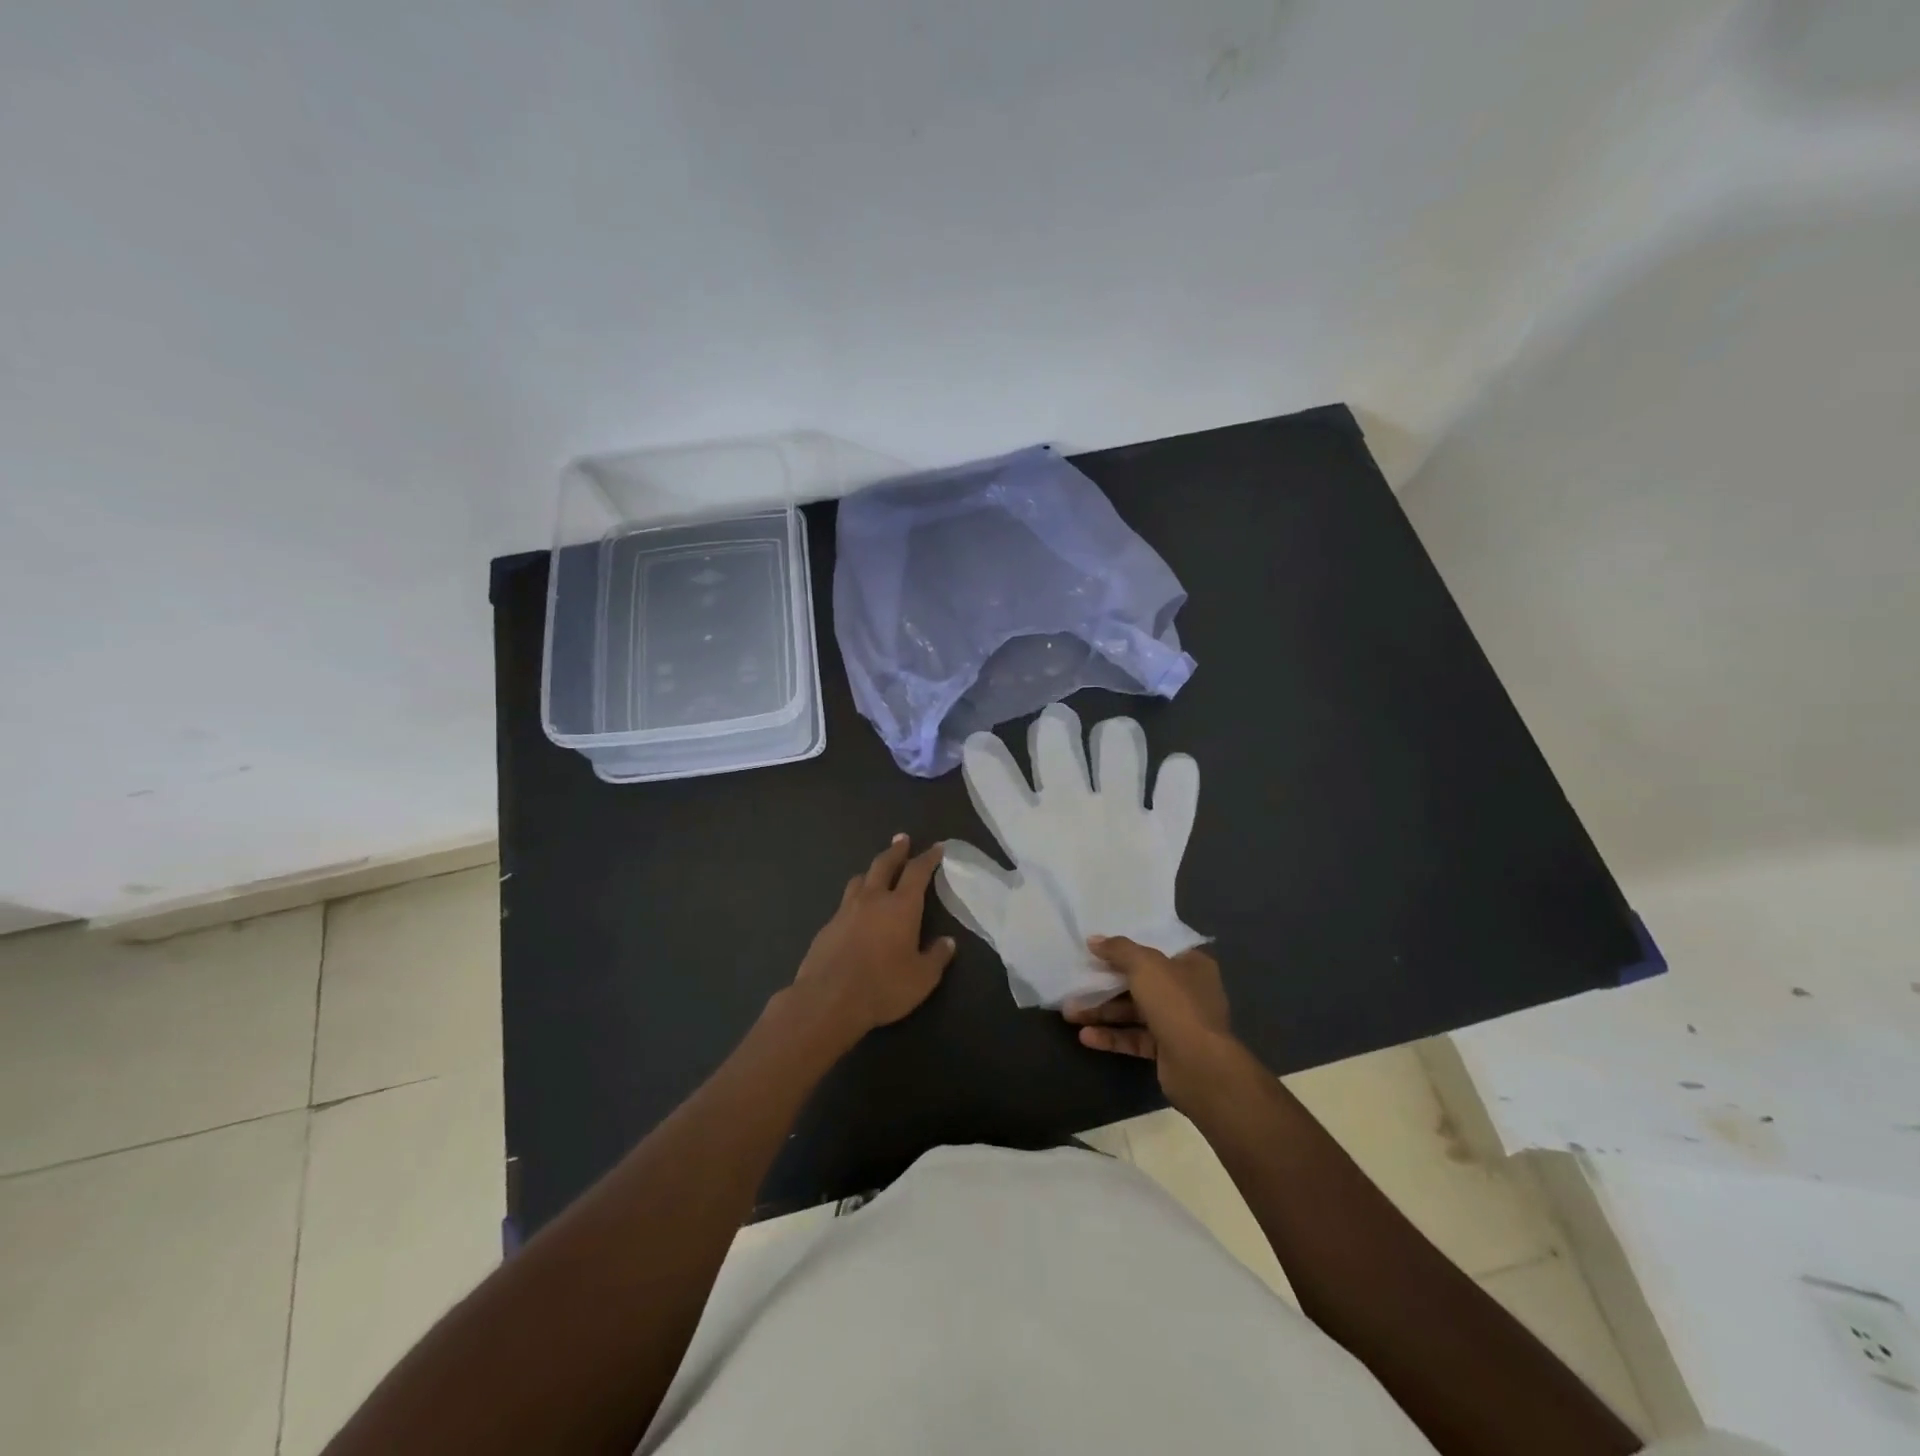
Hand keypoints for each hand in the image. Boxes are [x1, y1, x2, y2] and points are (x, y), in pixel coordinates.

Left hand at [789, 835, 954, 1042]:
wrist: (828, 1000)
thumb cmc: (883, 986)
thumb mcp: (922, 978)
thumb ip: (936, 957)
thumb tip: (948, 942)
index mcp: (901, 906)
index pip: (917, 871)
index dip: (928, 857)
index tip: (936, 847)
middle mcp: (873, 899)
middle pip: (884, 864)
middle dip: (896, 851)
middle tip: (901, 839)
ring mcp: (845, 911)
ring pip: (859, 880)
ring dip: (871, 872)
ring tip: (876, 871)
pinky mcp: (827, 927)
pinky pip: (844, 903)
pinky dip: (855, 900)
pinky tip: (856, 912)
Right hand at [1064, 935, 1236, 1109]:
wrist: (1199, 1066)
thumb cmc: (1176, 1003)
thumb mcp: (1144, 965)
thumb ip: (1118, 949)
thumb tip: (1094, 940)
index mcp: (1191, 965)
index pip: (1157, 949)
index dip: (1129, 946)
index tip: (1100, 945)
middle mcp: (1187, 991)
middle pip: (1140, 981)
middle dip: (1106, 983)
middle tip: (1076, 981)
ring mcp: (1177, 1022)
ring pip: (1133, 1011)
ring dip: (1102, 1011)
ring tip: (1069, 1012)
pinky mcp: (1166, 1050)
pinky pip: (1134, 1038)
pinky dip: (1111, 1036)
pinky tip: (1085, 1037)